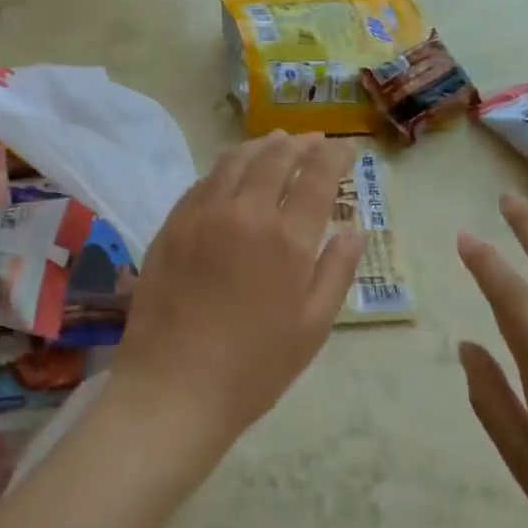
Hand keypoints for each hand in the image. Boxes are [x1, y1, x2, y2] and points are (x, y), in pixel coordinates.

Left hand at [110, 132, 363, 459]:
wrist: (174, 387)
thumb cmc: (255, 367)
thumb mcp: (313, 326)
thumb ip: (337, 270)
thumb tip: (355, 229)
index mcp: (286, 238)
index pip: (316, 176)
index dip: (334, 156)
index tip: (346, 148)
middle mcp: (244, 213)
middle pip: (275, 158)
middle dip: (300, 144)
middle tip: (314, 140)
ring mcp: (202, 215)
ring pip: (235, 162)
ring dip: (261, 146)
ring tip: (276, 142)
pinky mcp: (172, 225)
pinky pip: (203, 182)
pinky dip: (226, 168)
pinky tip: (232, 171)